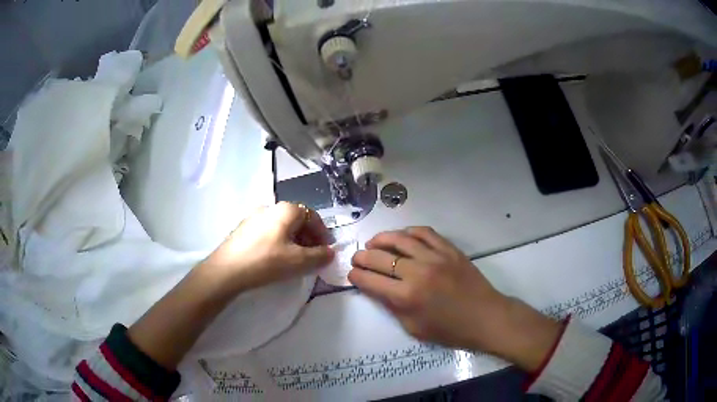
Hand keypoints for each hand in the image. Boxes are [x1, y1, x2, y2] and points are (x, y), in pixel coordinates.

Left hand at [205, 202, 334, 291]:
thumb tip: (330, 252)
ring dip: (294, 240)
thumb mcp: (298, 261)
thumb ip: (319, 256)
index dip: (322, 233)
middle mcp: (270, 207)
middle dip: (309, 237)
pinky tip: (275, 258)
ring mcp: (254, 217)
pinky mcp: (243, 229)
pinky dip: (279, 242)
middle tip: (312, 256)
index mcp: (286, 210)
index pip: (312, 216)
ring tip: (295, 259)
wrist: (226, 270)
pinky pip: (269, 232)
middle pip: (297, 220)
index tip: (326, 251)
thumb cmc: (266, 261)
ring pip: (282, 226)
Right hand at [349, 227, 561, 371]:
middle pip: (380, 257)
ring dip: (381, 239)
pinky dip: (409, 232)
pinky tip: (402, 237)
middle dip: (362, 257)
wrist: (485, 317)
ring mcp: (435, 257)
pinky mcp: (449, 249)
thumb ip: (392, 306)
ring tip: (373, 242)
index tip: (352, 274)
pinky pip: (425, 232)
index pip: (370, 281)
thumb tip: (376, 288)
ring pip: (400, 239)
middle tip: (357, 258)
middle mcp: (417, 272)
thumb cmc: (449, 330)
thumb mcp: (414, 328)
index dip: (356, 276)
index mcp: (406, 297)